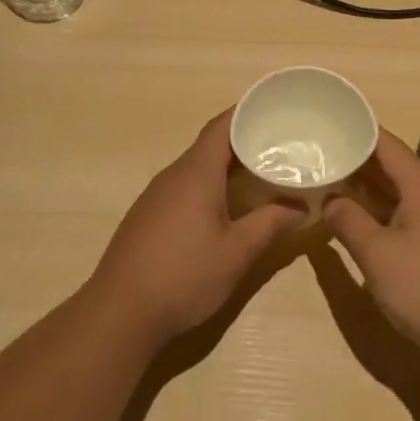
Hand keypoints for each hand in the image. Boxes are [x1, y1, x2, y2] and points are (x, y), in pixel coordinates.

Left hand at [87, 110, 303, 346]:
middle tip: (280, 145)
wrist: (120, 312)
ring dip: (226, 165)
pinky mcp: (147, 215)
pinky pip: (184, 186)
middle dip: (244, 140)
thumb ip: (269, 224)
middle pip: (210, 145)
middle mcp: (173, 175)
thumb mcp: (236, 253)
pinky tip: (225, 205)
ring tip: (260, 172)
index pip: (222, 126)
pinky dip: (209, 184)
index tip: (274, 108)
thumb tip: (299, 206)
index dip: (247, 112)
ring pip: (196, 167)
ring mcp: (156, 196)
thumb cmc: (184, 276)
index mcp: (196, 173)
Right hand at [323, 129, 419, 371]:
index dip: (356, 130)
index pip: (385, 143)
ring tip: (324, 179)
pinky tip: (350, 220)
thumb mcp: (376, 252)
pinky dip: (374, 213)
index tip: (325, 123)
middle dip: (354, 158)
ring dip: (362, 188)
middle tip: (315, 152)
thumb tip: (329, 199)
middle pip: (390, 166)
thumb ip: (348, 220)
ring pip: (393, 194)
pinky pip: (398, 218)